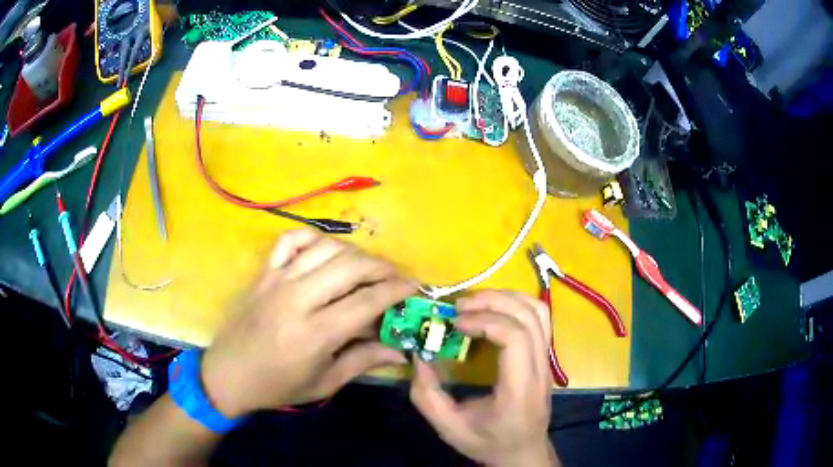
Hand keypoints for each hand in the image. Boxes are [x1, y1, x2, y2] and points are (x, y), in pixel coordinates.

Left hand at [201, 230, 415, 416]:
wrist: (229, 374)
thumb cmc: (278, 386)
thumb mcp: (324, 383)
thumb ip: (363, 361)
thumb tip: (400, 350)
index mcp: (315, 333)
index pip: (366, 301)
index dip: (395, 290)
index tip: (414, 286)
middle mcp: (297, 299)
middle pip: (350, 266)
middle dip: (381, 267)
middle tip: (396, 276)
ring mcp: (277, 280)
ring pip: (325, 248)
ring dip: (354, 252)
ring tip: (367, 266)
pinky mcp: (263, 273)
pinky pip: (290, 240)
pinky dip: (313, 238)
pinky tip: (325, 251)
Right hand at [410, 290, 558, 466]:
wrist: (523, 452)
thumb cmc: (488, 442)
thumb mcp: (449, 427)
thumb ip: (427, 395)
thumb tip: (419, 355)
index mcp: (519, 389)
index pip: (516, 338)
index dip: (485, 321)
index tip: (455, 324)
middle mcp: (539, 369)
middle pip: (529, 317)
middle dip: (492, 302)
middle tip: (459, 307)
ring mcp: (547, 360)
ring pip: (538, 311)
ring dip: (506, 297)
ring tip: (474, 303)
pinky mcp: (545, 356)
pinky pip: (539, 318)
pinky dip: (516, 304)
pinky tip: (493, 310)